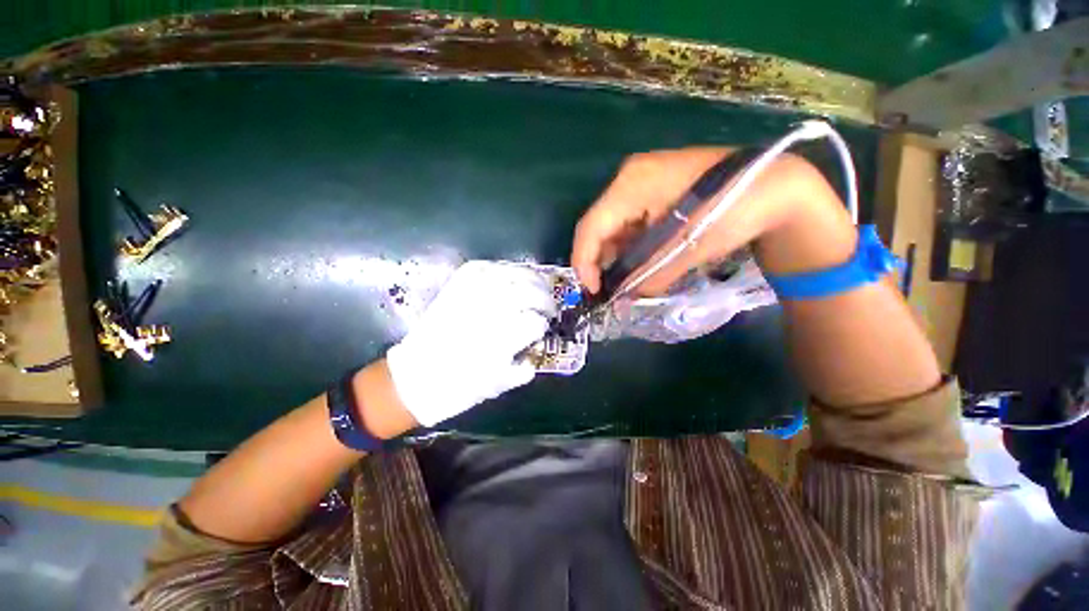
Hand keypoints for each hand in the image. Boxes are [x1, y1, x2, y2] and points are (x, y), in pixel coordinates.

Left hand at [386, 261, 556, 426]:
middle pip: (529, 292)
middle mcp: (488, 313)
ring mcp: (471, 295)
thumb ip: (525, 367)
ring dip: (531, 278)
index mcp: (500, 340)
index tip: (544, 327)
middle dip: (546, 298)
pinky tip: (512, 275)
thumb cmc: (460, 387)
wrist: (415, 378)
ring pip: (511, 274)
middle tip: (549, 306)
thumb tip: (538, 348)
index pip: (535, 321)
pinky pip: (484, 267)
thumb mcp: (499, 385)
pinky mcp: (456, 287)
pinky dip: (502, 268)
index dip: (543, 323)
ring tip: (539, 286)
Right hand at [572, 148, 828, 295]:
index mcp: (632, 184)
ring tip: (624, 281)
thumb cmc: (734, 209)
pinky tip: (639, 262)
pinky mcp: (652, 191)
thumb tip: (624, 298)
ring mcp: (640, 182)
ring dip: (615, 256)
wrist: (775, 185)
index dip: (584, 262)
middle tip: (607, 291)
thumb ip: (650, 276)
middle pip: (598, 226)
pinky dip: (630, 246)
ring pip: (612, 226)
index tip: (592, 291)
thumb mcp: (688, 248)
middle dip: (599, 262)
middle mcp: (629, 178)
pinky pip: (629, 223)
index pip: (591, 227)